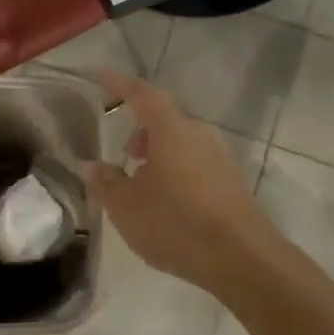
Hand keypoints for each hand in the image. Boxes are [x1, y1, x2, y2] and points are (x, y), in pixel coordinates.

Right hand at [87, 72, 278, 292]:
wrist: (241, 257)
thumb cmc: (176, 224)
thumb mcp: (126, 207)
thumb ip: (106, 183)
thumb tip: (92, 166)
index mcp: (171, 130)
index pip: (142, 95)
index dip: (120, 85)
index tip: (101, 77)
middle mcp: (199, 134)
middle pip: (165, 120)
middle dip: (141, 130)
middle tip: (124, 153)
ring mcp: (220, 157)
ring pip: (182, 142)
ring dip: (159, 153)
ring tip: (142, 182)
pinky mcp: (231, 181)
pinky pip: (196, 162)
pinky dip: (176, 169)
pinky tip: (167, 200)